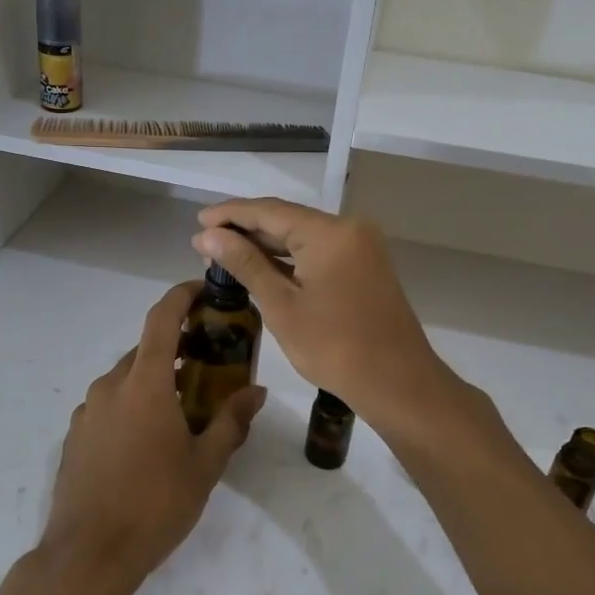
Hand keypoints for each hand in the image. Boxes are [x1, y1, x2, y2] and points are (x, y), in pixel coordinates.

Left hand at [39, 281, 265, 594]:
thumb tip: (256, 392)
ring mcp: (88, 410)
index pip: (161, 319)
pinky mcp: (76, 434)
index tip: (203, 289)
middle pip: (146, 350)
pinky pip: (110, 404)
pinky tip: (149, 440)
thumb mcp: (204, 466)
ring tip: (183, 409)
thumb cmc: (154, 505)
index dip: (181, 296)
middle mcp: (111, 385)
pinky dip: (133, 404)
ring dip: (155, 380)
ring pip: (127, 379)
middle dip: (177, 348)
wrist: (87, 555)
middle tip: (209, 364)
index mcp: (144, 384)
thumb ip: (231, 422)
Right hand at [193, 198, 455, 431]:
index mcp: (330, 232)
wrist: (398, 383)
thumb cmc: (335, 347)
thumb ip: (245, 264)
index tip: (197, 220)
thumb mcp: (282, 306)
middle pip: (287, 219)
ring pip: (302, 235)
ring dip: (265, 244)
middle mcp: (348, 228)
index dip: (230, 214)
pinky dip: (289, 257)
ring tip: (224, 253)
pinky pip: (318, 250)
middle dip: (245, 229)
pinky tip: (261, 266)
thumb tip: (208, 236)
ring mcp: (360, 246)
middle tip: (204, 242)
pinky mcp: (364, 265)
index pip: (269, 211)